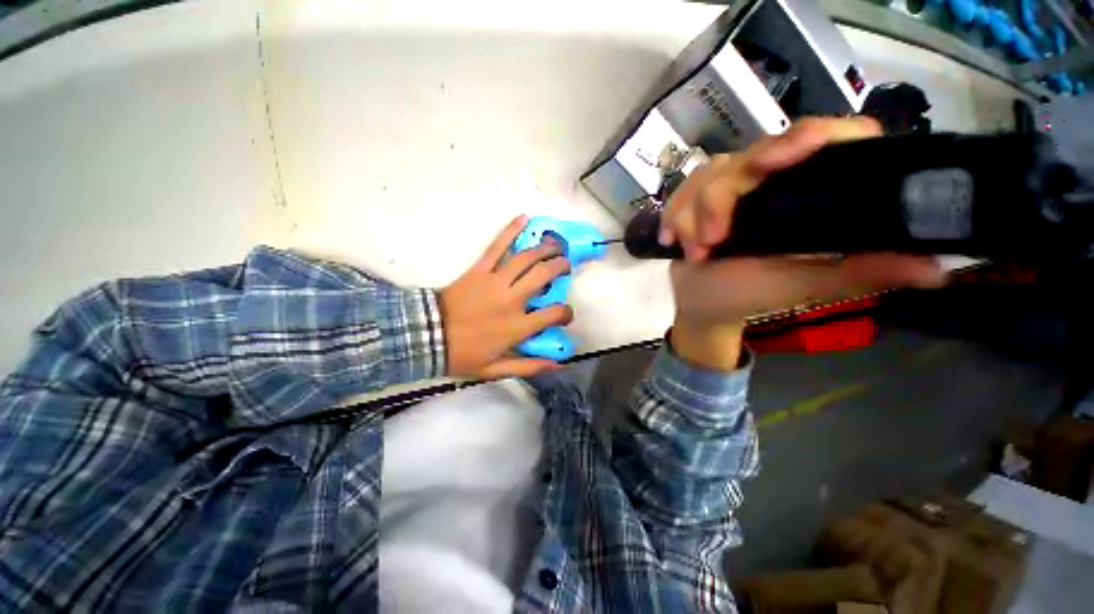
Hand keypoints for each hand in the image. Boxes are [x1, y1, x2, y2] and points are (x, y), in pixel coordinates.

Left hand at [440, 215, 573, 378]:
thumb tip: (560, 366)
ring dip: (544, 249)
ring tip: (555, 245)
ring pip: (525, 258)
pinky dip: (510, 231)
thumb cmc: (464, 355)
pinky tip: (523, 218)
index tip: (565, 315)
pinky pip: (497, 246)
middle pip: (543, 276)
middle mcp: (511, 300)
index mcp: (517, 326)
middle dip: (559, 267)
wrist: (427, 336)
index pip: (554, 313)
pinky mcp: (479, 270)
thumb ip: (530, 366)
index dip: (566, 313)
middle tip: (565, 265)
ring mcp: (495, 281)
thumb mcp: (497, 369)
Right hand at [660, 117, 946, 369]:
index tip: (782, 158)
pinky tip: (672, 240)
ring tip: (694, 251)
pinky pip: (681, 192)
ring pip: (707, 175)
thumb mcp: (803, 285)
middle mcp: (768, 181)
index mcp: (805, 192)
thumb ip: (858, 274)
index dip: (810, 136)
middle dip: (720, 199)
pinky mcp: (696, 199)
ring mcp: (728, 188)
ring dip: (692, 214)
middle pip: (749, 156)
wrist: (701, 305)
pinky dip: (673, 216)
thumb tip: (936, 270)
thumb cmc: (750, 296)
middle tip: (711, 239)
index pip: (825, 137)